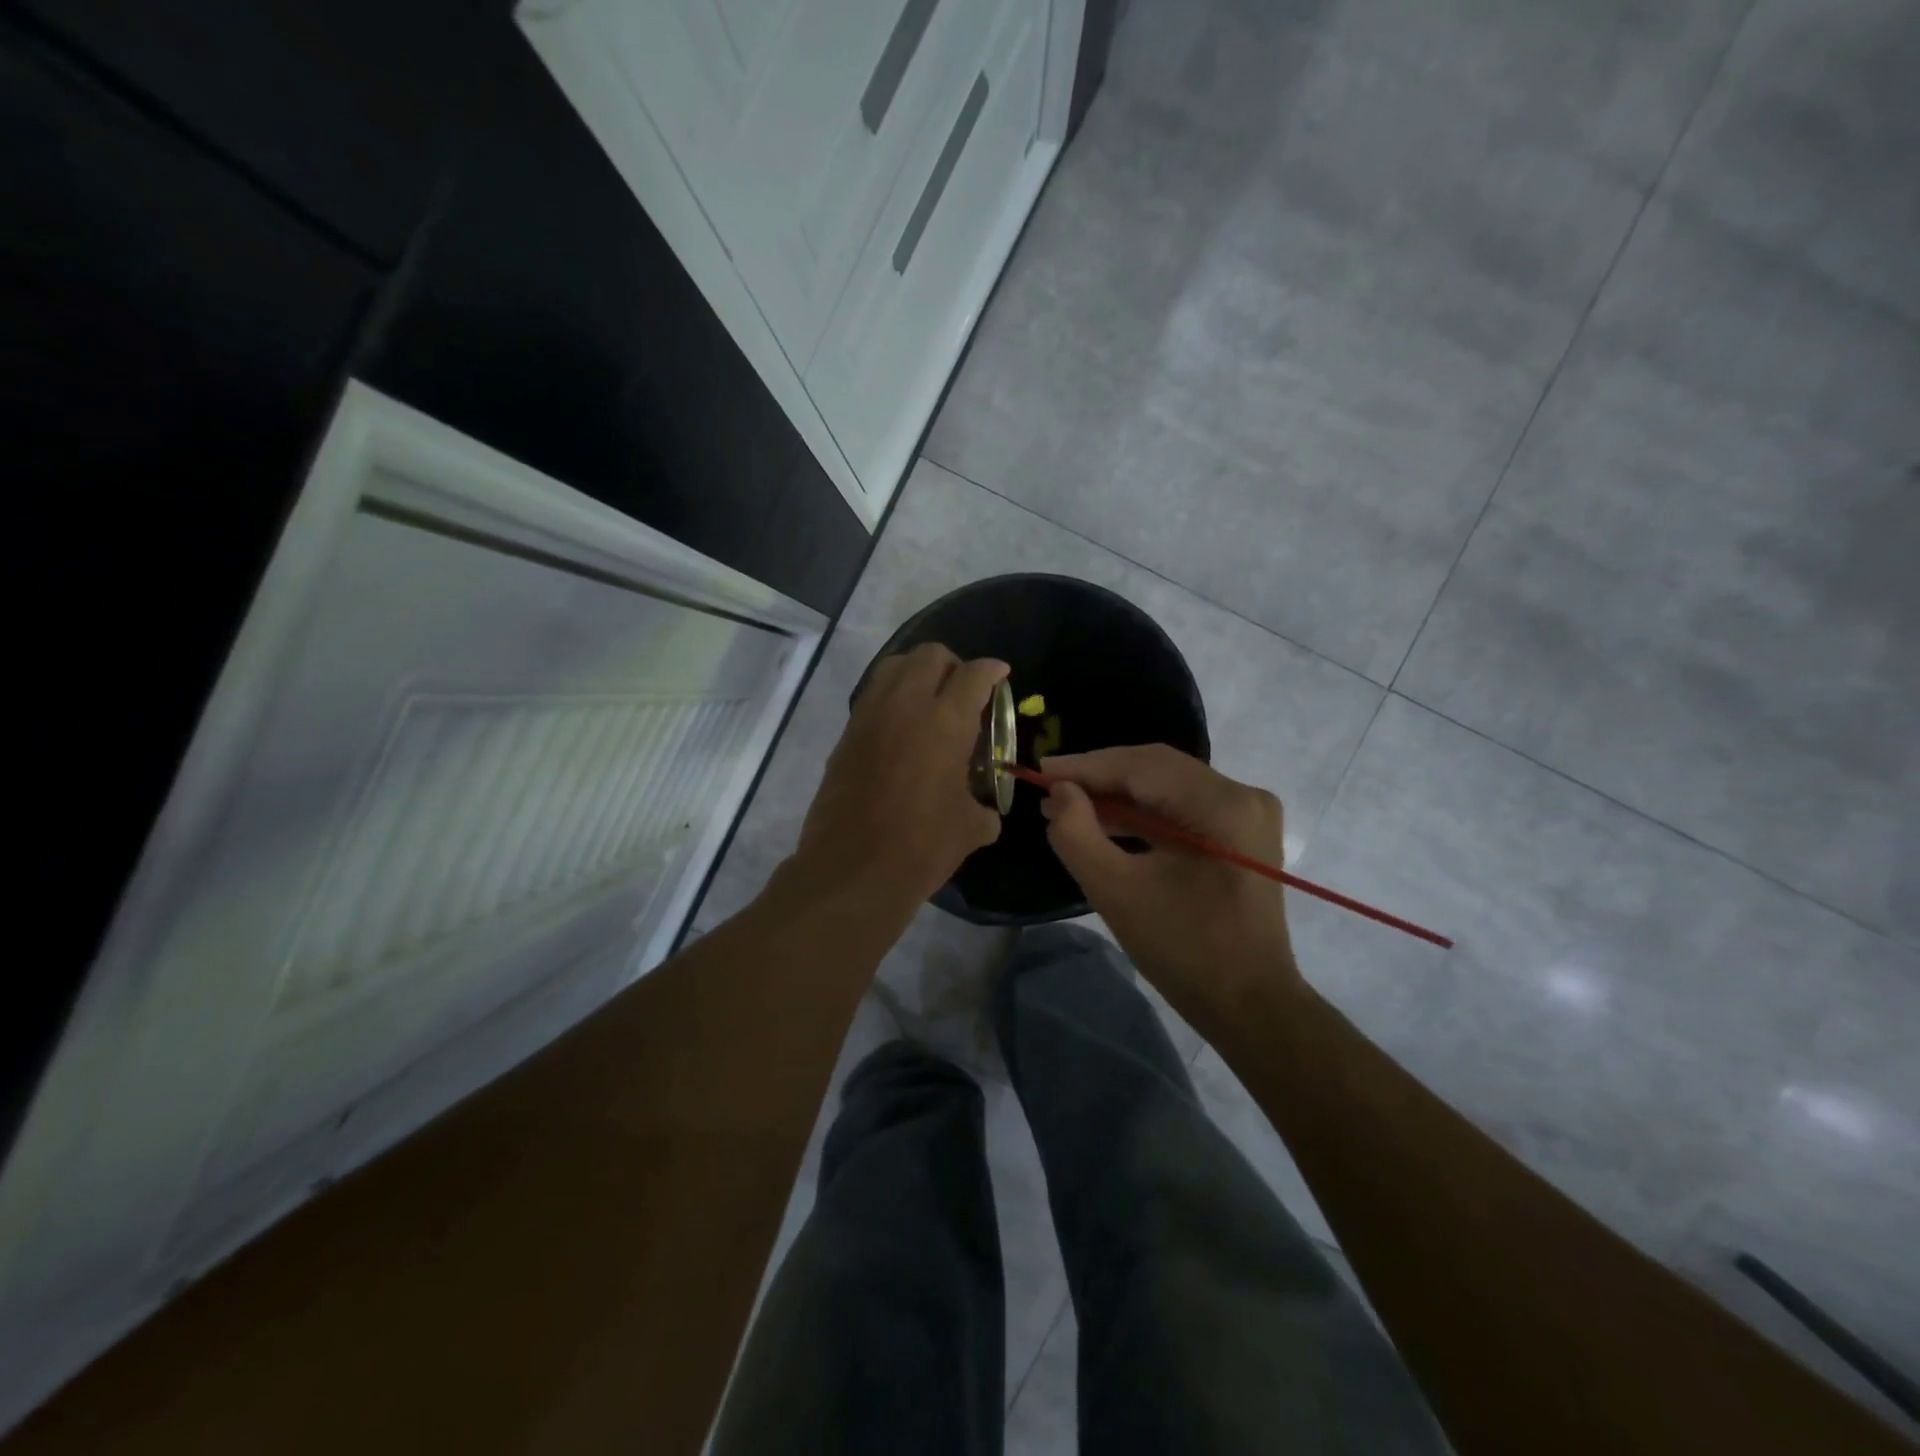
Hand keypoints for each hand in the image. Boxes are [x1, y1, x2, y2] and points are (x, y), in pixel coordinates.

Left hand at [791, 643, 1008, 915]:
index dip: (992, 670)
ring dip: (917, 673)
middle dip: (953, 664)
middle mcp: (905, 705)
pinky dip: (891, 697)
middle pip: (929, 655)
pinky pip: (873, 696)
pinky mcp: (846, 734)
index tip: (1000, 675)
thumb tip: (986, 811)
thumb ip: (984, 808)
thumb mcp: (971, 828)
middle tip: (964, 689)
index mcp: (946, 722)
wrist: (853, 870)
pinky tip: (902, 729)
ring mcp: (869, 716)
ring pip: (894, 666)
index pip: (974, 674)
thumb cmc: (922, 847)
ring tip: (930, 701)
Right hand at [1040, 745, 1302, 1026]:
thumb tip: (1060, 792)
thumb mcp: (1117, 892)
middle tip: (1050, 786)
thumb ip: (1077, 834)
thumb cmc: (1184, 951)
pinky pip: (1181, 807)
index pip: (1143, 766)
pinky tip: (1104, 821)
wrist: (1250, 1005)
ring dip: (1118, 794)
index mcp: (1223, 806)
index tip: (1039, 770)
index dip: (1087, 766)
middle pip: (1157, 769)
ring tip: (1067, 804)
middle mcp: (1243, 795)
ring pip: (1168, 785)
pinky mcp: (1240, 832)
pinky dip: (1142, 813)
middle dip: (1100, 777)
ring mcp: (1247, 813)